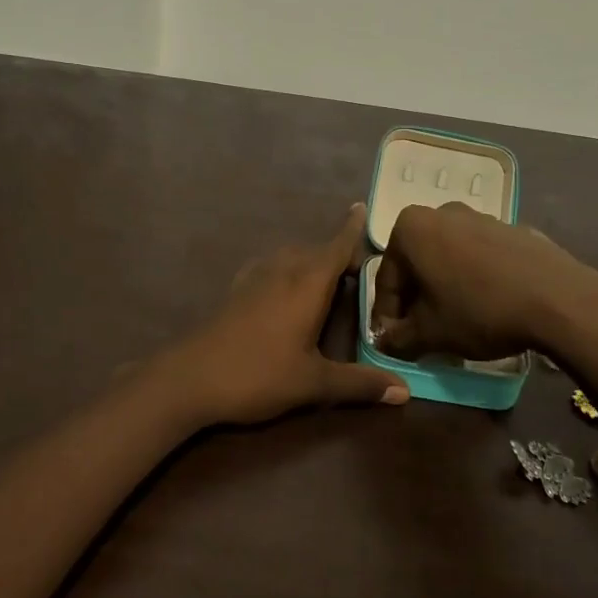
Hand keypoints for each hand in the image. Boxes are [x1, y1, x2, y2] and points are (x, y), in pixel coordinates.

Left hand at [144, 205, 406, 427]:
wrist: (191, 377)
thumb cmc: (258, 374)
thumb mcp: (313, 383)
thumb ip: (359, 384)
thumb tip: (406, 391)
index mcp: (307, 283)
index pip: (336, 246)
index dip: (352, 228)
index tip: (361, 206)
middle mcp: (283, 270)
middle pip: (316, 250)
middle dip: (337, 252)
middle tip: (359, 269)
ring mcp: (255, 277)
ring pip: (291, 256)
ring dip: (311, 260)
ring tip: (327, 278)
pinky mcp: (236, 290)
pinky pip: (270, 266)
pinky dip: (287, 268)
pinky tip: (284, 288)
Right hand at [370, 202, 597, 360]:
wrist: (559, 299)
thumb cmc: (480, 310)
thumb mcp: (431, 333)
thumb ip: (399, 338)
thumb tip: (385, 340)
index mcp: (410, 228)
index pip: (386, 279)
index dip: (387, 316)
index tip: (394, 342)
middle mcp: (440, 212)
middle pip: (416, 263)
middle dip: (416, 299)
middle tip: (422, 333)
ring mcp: (479, 216)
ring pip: (447, 258)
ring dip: (444, 288)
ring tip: (456, 322)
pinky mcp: (511, 229)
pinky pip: (479, 256)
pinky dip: (474, 279)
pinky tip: (488, 307)